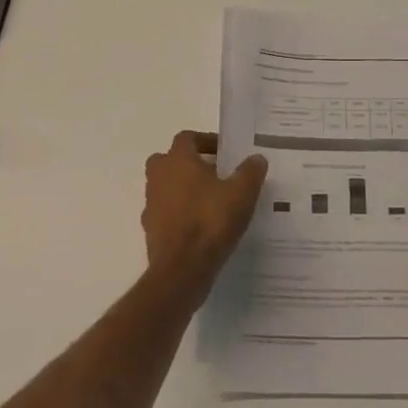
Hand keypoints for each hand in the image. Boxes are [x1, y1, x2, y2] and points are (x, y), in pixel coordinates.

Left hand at [142, 131, 266, 294]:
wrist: (181, 270)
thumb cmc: (210, 221)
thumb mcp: (241, 193)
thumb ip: (250, 172)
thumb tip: (257, 158)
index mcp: (177, 160)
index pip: (187, 138)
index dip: (206, 141)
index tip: (225, 152)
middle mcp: (159, 177)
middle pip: (169, 160)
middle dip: (189, 164)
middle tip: (214, 174)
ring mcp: (151, 205)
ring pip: (166, 187)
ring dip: (184, 189)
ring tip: (211, 202)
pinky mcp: (151, 231)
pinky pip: (166, 213)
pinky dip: (180, 214)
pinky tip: (201, 227)